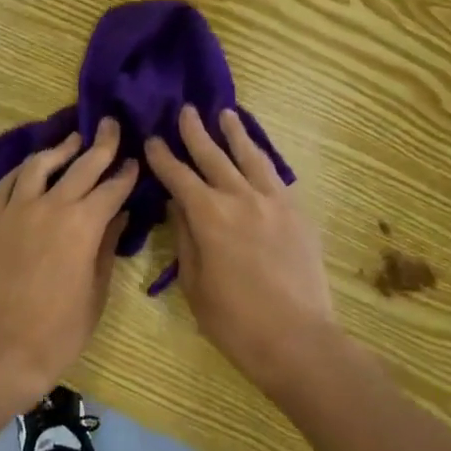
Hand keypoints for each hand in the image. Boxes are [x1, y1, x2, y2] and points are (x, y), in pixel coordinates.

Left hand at [0, 118, 139, 402]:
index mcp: (83, 224)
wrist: (3, 349)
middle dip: (102, 144)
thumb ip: (108, 245)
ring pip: (40, 165)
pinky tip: (33, 166)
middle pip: (82, 165)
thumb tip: (118, 215)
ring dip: (60, 149)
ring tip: (73, 140)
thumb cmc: (61, 329)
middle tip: (112, 125)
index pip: (112, 188)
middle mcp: (51, 205)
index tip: (135, 161)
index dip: (126, 173)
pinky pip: (8, 182)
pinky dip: (23, 169)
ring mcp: (16, 209)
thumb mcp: (96, 290)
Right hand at [145, 105, 335, 394]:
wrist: (298, 340)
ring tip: (226, 114)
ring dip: (235, 133)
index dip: (162, 157)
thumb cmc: (235, 321)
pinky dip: (262, 156)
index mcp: (209, 216)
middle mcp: (240, 197)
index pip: (178, 176)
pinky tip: (257, 151)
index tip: (152, 139)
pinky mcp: (297, 211)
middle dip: (195, 132)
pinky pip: (276, 173)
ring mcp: (273, 201)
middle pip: (213, 155)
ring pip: (250, 156)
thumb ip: (185, 238)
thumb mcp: (194, 284)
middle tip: (185, 110)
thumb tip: (177, 205)